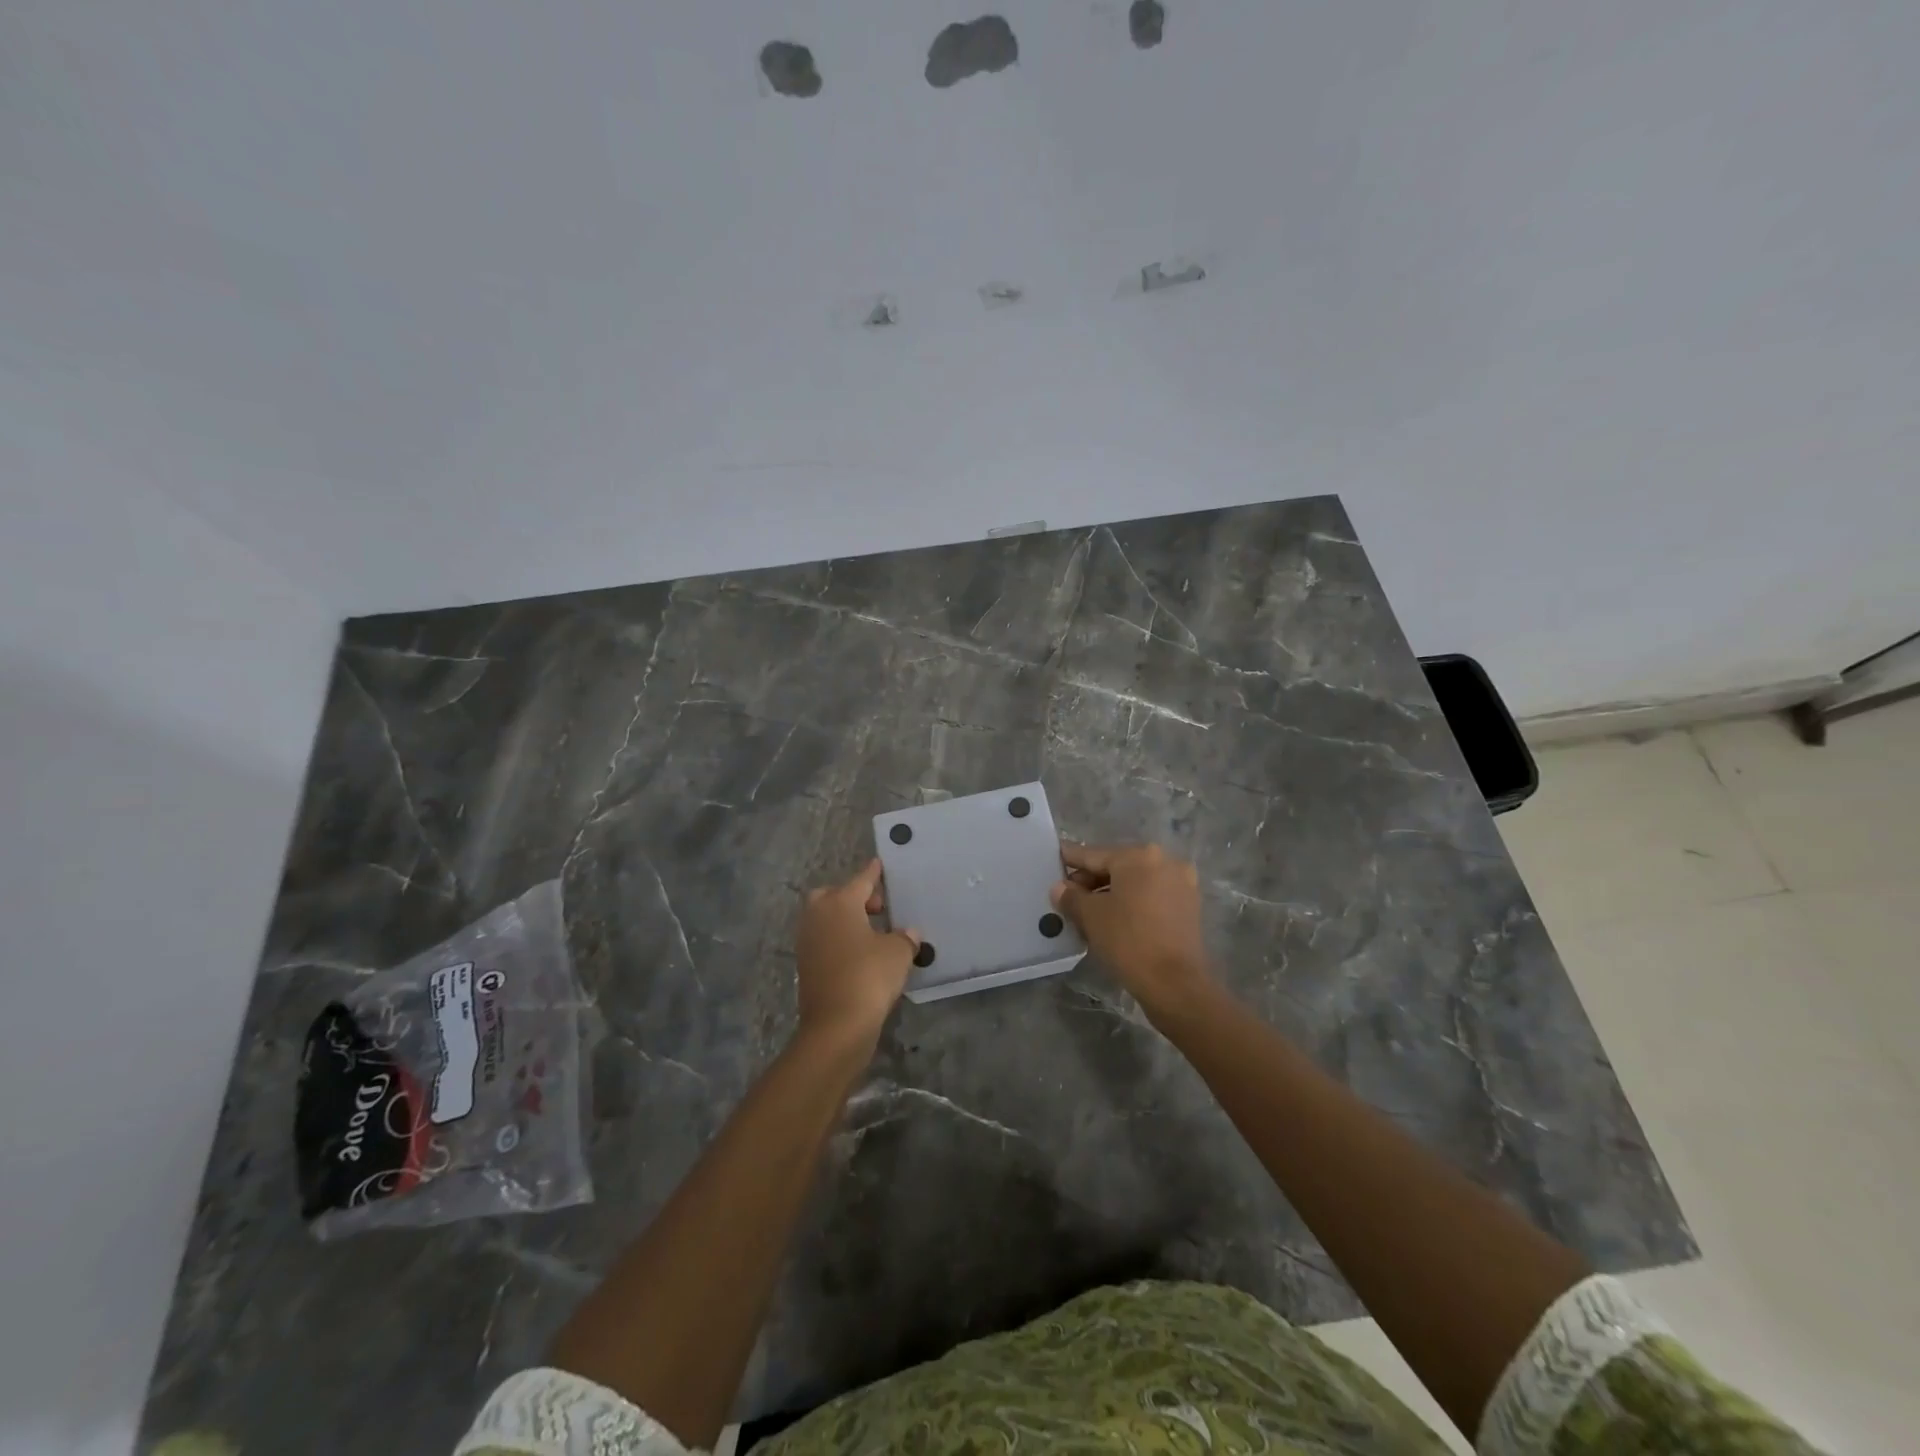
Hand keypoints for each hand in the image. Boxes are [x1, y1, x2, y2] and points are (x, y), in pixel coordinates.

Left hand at [795, 859, 920, 1050]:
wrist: (836, 1025)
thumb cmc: (869, 977)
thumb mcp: (898, 953)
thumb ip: (904, 938)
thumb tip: (908, 933)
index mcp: (840, 903)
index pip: (861, 880)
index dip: (873, 873)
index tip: (878, 864)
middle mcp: (818, 916)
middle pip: (833, 895)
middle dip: (853, 896)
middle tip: (877, 908)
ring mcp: (808, 941)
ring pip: (826, 917)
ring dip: (845, 919)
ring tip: (872, 932)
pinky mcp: (805, 965)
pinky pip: (824, 940)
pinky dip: (840, 939)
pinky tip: (860, 952)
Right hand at [1052, 842, 1214, 1018]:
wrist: (1175, 984)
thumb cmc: (1128, 941)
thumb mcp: (1090, 916)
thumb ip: (1071, 896)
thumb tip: (1060, 888)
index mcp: (1138, 856)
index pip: (1094, 854)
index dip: (1070, 859)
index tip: (1055, 859)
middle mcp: (1164, 861)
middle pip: (1117, 866)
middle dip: (1091, 880)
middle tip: (1067, 896)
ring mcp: (1181, 883)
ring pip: (1135, 882)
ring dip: (1111, 892)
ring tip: (1087, 911)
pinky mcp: (1189, 906)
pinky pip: (1151, 895)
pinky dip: (1132, 902)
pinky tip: (1114, 918)